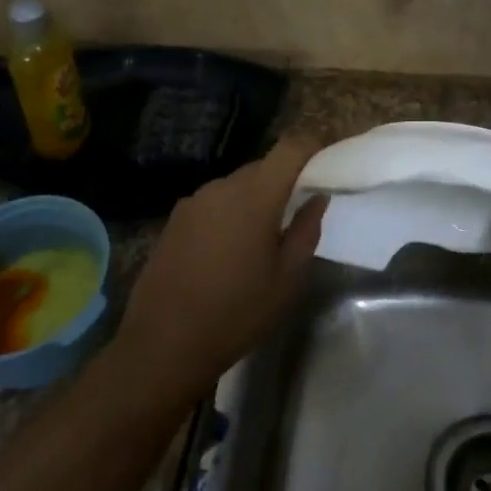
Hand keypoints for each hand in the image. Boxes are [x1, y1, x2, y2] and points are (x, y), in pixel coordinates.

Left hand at [114, 137, 324, 403]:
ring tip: (260, 238)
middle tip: (297, 210)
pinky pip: (213, 203)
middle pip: (262, 167)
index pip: (289, 148)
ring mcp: (193, 201)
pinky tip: (226, 251)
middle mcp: (222, 187)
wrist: (163, 344)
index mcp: (255, 196)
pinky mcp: (174, 219)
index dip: (311, 146)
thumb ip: (307, 230)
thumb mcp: (287, 279)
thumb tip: (317, 197)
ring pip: (236, 186)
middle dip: (283, 180)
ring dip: (253, 199)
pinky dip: (228, 214)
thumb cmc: (237, 313)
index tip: (326, 160)